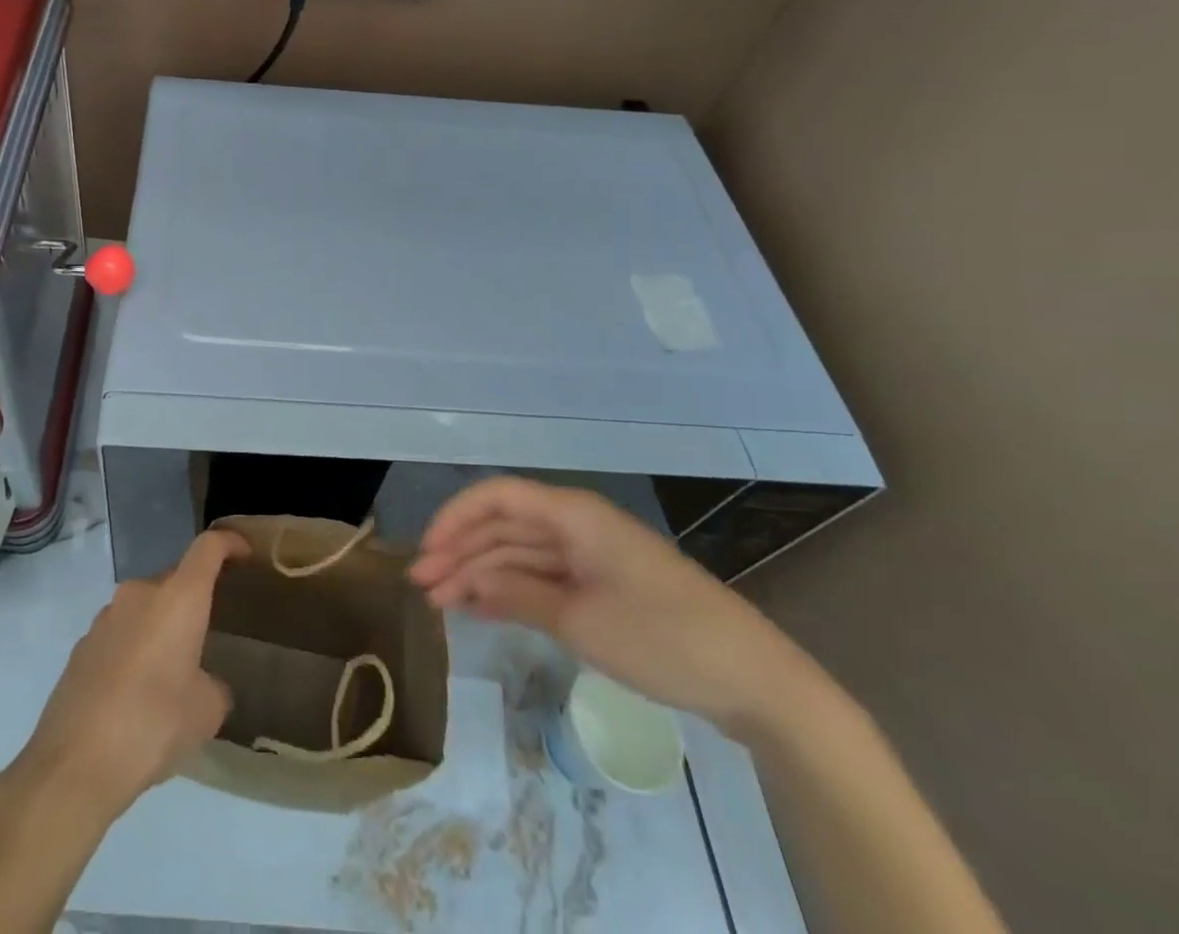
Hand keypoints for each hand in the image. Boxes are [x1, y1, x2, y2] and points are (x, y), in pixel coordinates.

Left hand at [5, 529, 249, 819]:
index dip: (229, 543)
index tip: (244, 553)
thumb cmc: (152, 725)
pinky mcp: (82, 645)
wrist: (74, 764)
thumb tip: (202, 684)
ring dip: (161, 628)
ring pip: (145, 608)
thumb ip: (214, 686)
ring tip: (171, 672)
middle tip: (208, 635)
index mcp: (178, 598)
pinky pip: (120, 634)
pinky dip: (134, 650)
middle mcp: (140, 593)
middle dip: (193, 601)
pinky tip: (136, 694)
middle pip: (175, 580)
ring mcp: (105, 616)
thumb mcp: (205, 712)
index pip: (208, 548)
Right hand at [410, 477, 823, 736]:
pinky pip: (542, 576)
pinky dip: (510, 589)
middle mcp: (576, 524)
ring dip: (479, 573)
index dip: (455, 518)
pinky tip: (480, 608)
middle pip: (504, 525)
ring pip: (519, 552)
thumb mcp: (580, 621)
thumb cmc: (663, 638)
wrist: (756, 681)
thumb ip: (516, 594)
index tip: (426, 552)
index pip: (497, 496)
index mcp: (573, 514)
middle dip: (460, 551)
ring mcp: (590, 554)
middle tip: (421, 588)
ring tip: (441, 603)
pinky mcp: (601, 584)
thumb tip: (465, 581)